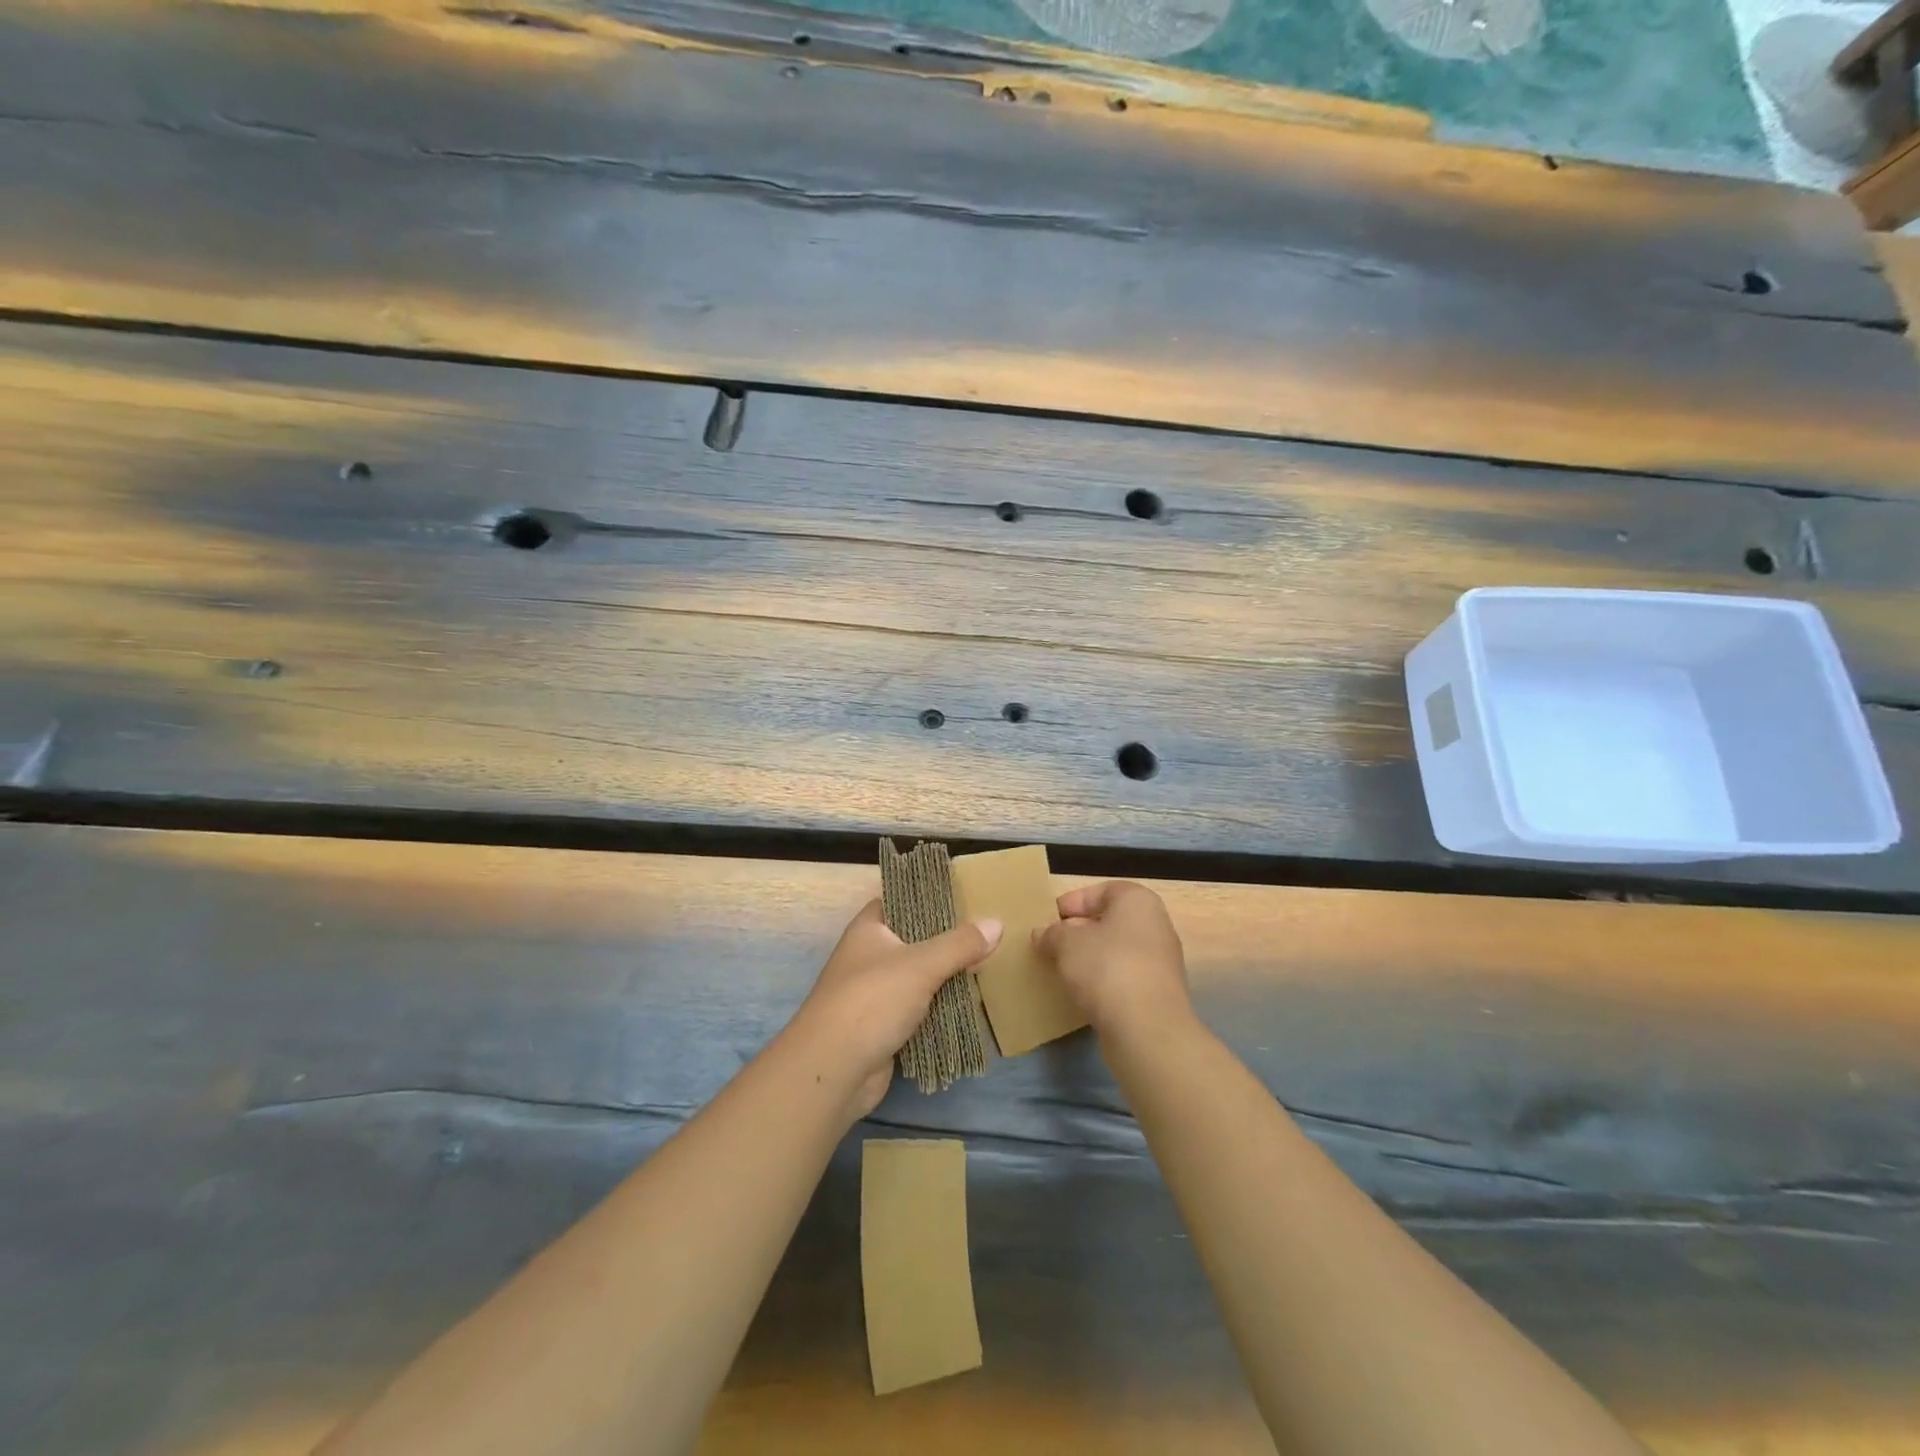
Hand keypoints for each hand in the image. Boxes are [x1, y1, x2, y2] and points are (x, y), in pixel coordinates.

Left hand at [787, 899, 1001, 1119]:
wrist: (833, 1070)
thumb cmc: (872, 1001)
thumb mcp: (922, 965)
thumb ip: (960, 944)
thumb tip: (997, 923)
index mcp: (869, 929)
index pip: (900, 900)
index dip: (928, 897)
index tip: (964, 897)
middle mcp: (868, 956)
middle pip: (913, 940)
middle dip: (946, 942)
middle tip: (985, 936)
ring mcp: (873, 993)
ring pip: (917, 977)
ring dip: (945, 978)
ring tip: (984, 967)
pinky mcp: (882, 1027)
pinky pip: (917, 1009)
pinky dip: (938, 1008)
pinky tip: (967, 1005)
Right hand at [1033, 881, 1191, 1042]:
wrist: (1147, 1028)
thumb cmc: (1106, 967)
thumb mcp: (1066, 943)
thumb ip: (1052, 934)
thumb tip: (1042, 934)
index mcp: (1137, 901)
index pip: (1102, 891)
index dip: (1073, 902)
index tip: (1050, 919)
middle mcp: (1156, 924)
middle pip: (1111, 920)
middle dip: (1080, 931)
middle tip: (1052, 944)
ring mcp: (1161, 961)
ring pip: (1118, 950)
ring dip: (1091, 957)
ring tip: (1063, 969)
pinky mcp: (1159, 993)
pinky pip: (1125, 977)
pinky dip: (1104, 980)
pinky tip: (1083, 993)